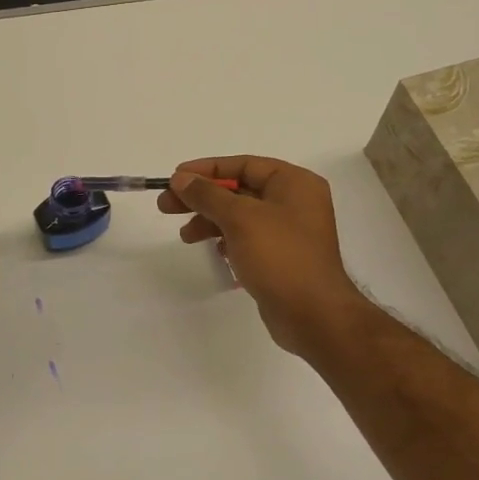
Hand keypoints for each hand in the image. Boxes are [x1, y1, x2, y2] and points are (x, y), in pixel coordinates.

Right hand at [159, 156, 371, 359]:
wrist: (313, 314)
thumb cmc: (280, 257)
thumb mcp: (240, 219)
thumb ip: (207, 195)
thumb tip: (180, 178)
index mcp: (294, 183)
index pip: (243, 165)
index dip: (206, 169)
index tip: (174, 177)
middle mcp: (294, 202)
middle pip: (239, 190)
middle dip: (202, 198)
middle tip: (165, 206)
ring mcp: (289, 232)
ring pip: (240, 216)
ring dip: (210, 222)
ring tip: (185, 236)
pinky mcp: (281, 257)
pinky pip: (247, 239)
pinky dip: (227, 241)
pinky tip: (215, 252)